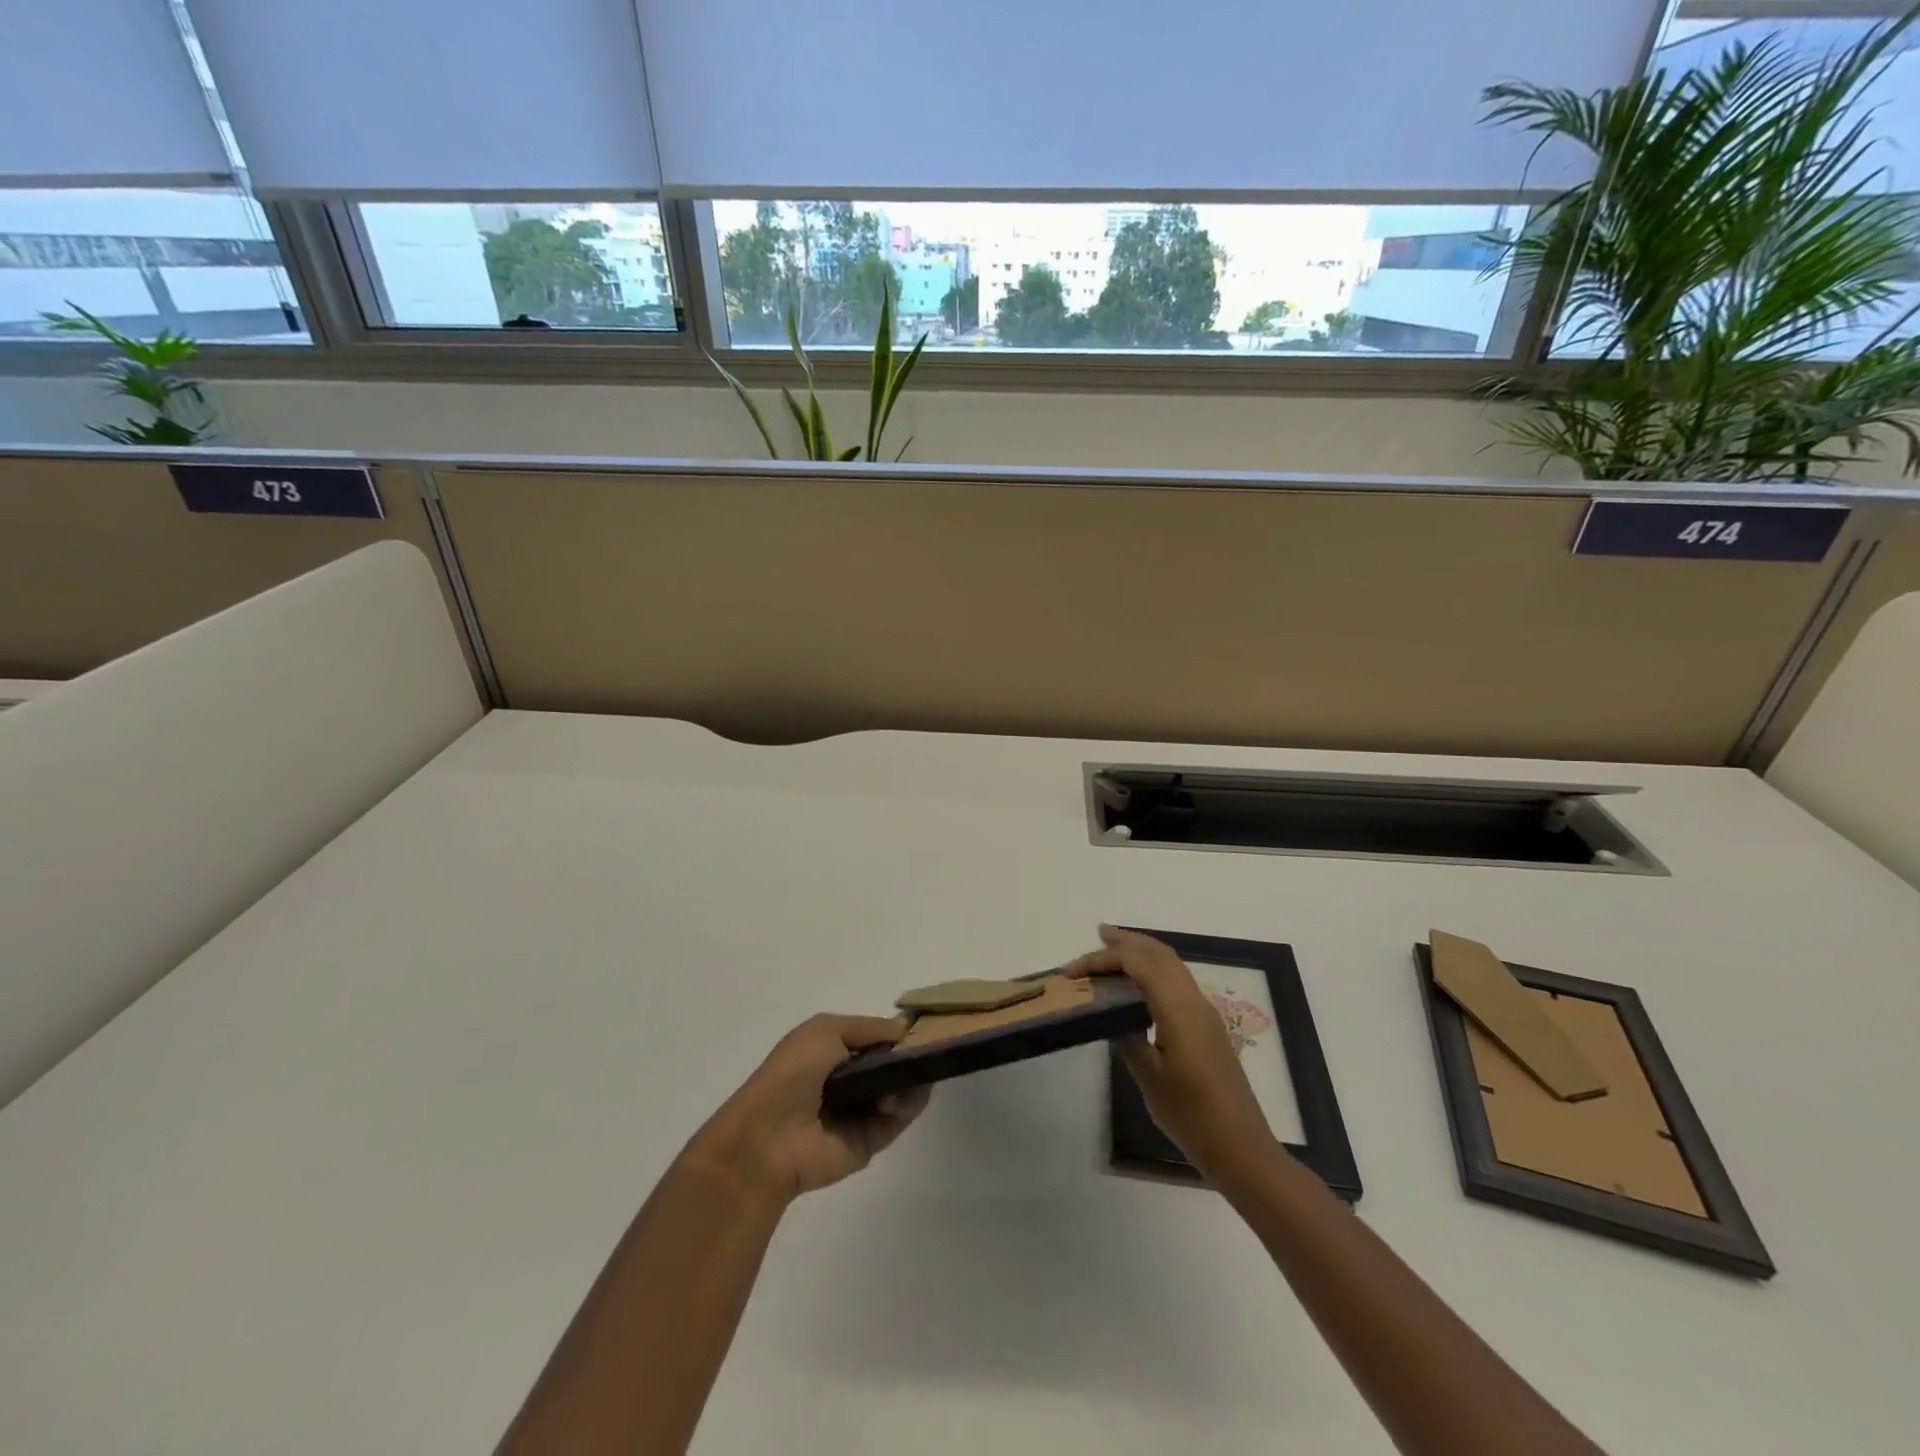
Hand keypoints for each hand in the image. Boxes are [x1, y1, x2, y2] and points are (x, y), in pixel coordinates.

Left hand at [686, 1014, 930, 1207]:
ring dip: (911, 1079)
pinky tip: (911, 1093)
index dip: (898, 1032)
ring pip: (900, 1090)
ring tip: (912, 1075)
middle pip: (892, 1064)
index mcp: (833, 1052)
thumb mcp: (826, 1031)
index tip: (925, 1025)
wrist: (768, 1139)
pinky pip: (899, 1119)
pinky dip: (910, 1105)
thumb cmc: (792, 1074)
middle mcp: (849, 1080)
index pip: (875, 1039)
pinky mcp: (870, 1142)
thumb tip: (905, 1029)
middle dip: (910, 1055)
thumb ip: (869, 1027)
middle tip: (928, 1050)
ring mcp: (861, 1112)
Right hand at [1066, 925, 1278, 1188]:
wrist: (1240, 1147)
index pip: (1138, 963)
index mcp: (1178, 1008)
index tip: (1072, 971)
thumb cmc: (1191, 1114)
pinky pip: (1178, 981)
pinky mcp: (1207, 1027)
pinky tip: (1139, 986)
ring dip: (1143, 953)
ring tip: (1115, 951)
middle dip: (1128, 941)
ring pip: (1172, 965)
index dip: (1103, 959)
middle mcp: (1194, 1000)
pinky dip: (1154, 971)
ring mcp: (1204, 1012)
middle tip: (1098, 935)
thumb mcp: (1149, 1077)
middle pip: (1159, 954)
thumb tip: (1116, 1018)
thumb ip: (1129, 1039)